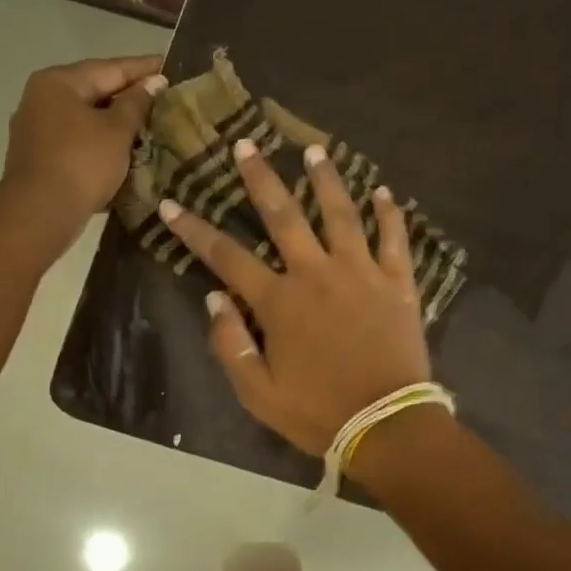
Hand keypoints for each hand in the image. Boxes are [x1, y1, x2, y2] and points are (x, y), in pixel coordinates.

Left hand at [1, 55, 163, 237]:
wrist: (41, 212)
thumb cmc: (82, 163)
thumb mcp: (117, 131)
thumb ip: (136, 104)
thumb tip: (153, 83)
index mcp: (59, 82)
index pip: (109, 68)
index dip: (142, 68)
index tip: (168, 65)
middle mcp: (42, 98)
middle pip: (94, 90)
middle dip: (128, 95)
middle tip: (162, 96)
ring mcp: (37, 128)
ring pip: (85, 117)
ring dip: (115, 121)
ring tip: (148, 124)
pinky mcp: (40, 156)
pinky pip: (78, 140)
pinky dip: (101, 141)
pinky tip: (122, 148)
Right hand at [160, 140, 431, 455]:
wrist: (386, 424)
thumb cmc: (318, 412)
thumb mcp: (258, 392)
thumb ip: (230, 344)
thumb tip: (214, 298)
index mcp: (279, 301)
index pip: (227, 256)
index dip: (195, 229)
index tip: (173, 203)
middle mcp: (317, 274)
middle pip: (284, 216)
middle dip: (261, 179)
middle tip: (247, 145)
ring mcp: (361, 273)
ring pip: (341, 214)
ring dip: (326, 180)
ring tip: (315, 150)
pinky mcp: (398, 284)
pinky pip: (394, 239)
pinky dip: (390, 214)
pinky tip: (384, 192)